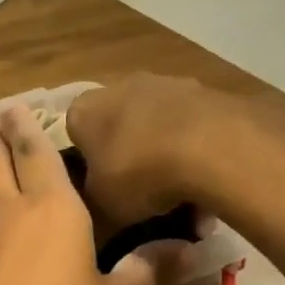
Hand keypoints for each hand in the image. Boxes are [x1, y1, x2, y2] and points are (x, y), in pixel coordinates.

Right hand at [66, 74, 230, 226]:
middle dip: (127, 151)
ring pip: (156, 122)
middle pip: (118, 122)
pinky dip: (194, 148)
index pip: (74, 131)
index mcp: (83, 110)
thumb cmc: (137, 173)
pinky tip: (206, 177)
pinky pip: (191, 125)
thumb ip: (94, 192)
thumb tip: (101, 191)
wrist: (210, 147)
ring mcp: (166, 83)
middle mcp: (119, 86)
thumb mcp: (100, 202)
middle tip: (138, 187)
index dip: (87, 159)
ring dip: (162, 149)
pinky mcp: (205, 90)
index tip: (100, 182)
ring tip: (178, 189)